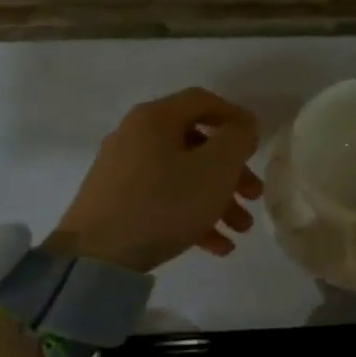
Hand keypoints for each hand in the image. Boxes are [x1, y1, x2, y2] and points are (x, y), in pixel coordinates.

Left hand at [51, 88, 263, 272]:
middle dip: (231, 171)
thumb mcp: (214, 168)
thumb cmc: (164, 203)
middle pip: (195, 144)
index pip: (203, 101)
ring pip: (182, 177)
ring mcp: (123, 172)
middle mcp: (135, 137)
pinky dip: (192, 217)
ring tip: (240, 230)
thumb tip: (242, 126)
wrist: (97, 255)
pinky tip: (217, 246)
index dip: (236, 118)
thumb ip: (236, 140)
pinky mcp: (117, 204)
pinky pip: (164, 201)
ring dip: (218, 200)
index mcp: (155, 118)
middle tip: (254, 195)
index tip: (258, 144)